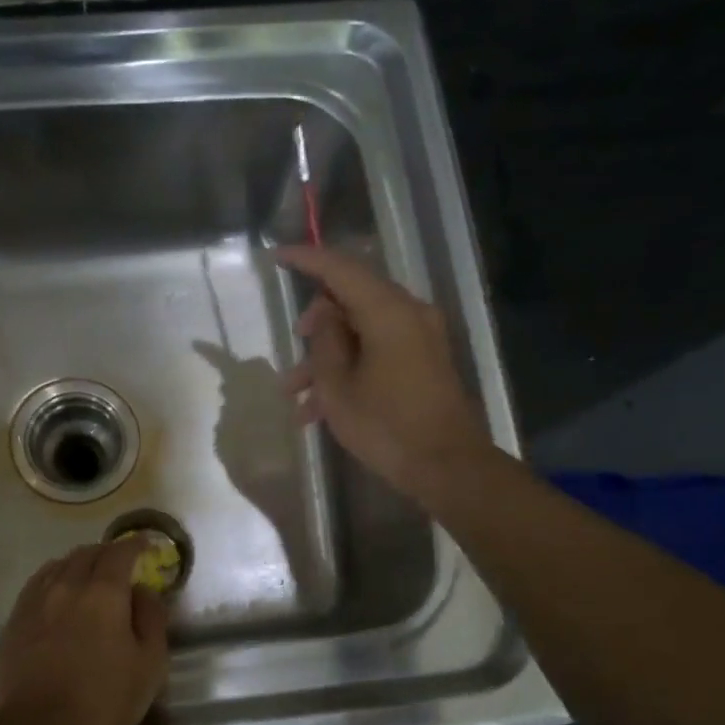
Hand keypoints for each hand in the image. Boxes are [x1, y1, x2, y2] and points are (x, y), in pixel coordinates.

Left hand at [0, 541, 168, 724]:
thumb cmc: (103, 699)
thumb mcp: (149, 665)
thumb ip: (152, 619)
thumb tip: (143, 591)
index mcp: (103, 592)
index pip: (119, 553)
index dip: (134, 544)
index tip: (144, 544)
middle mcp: (67, 586)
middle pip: (86, 554)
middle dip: (107, 552)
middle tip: (120, 562)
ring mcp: (35, 601)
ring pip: (59, 565)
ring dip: (78, 563)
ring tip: (88, 574)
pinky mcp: (14, 621)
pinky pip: (37, 584)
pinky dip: (53, 578)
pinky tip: (56, 592)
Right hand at [277, 244, 491, 504]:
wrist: (447, 466)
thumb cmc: (386, 426)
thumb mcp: (338, 387)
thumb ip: (325, 342)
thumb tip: (326, 317)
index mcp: (388, 312)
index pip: (341, 269)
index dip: (307, 259)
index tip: (277, 257)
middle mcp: (409, 314)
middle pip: (352, 299)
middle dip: (316, 325)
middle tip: (293, 349)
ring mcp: (420, 338)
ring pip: (361, 331)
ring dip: (327, 357)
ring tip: (294, 394)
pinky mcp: (424, 362)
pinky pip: (377, 351)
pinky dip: (349, 368)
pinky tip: (318, 409)